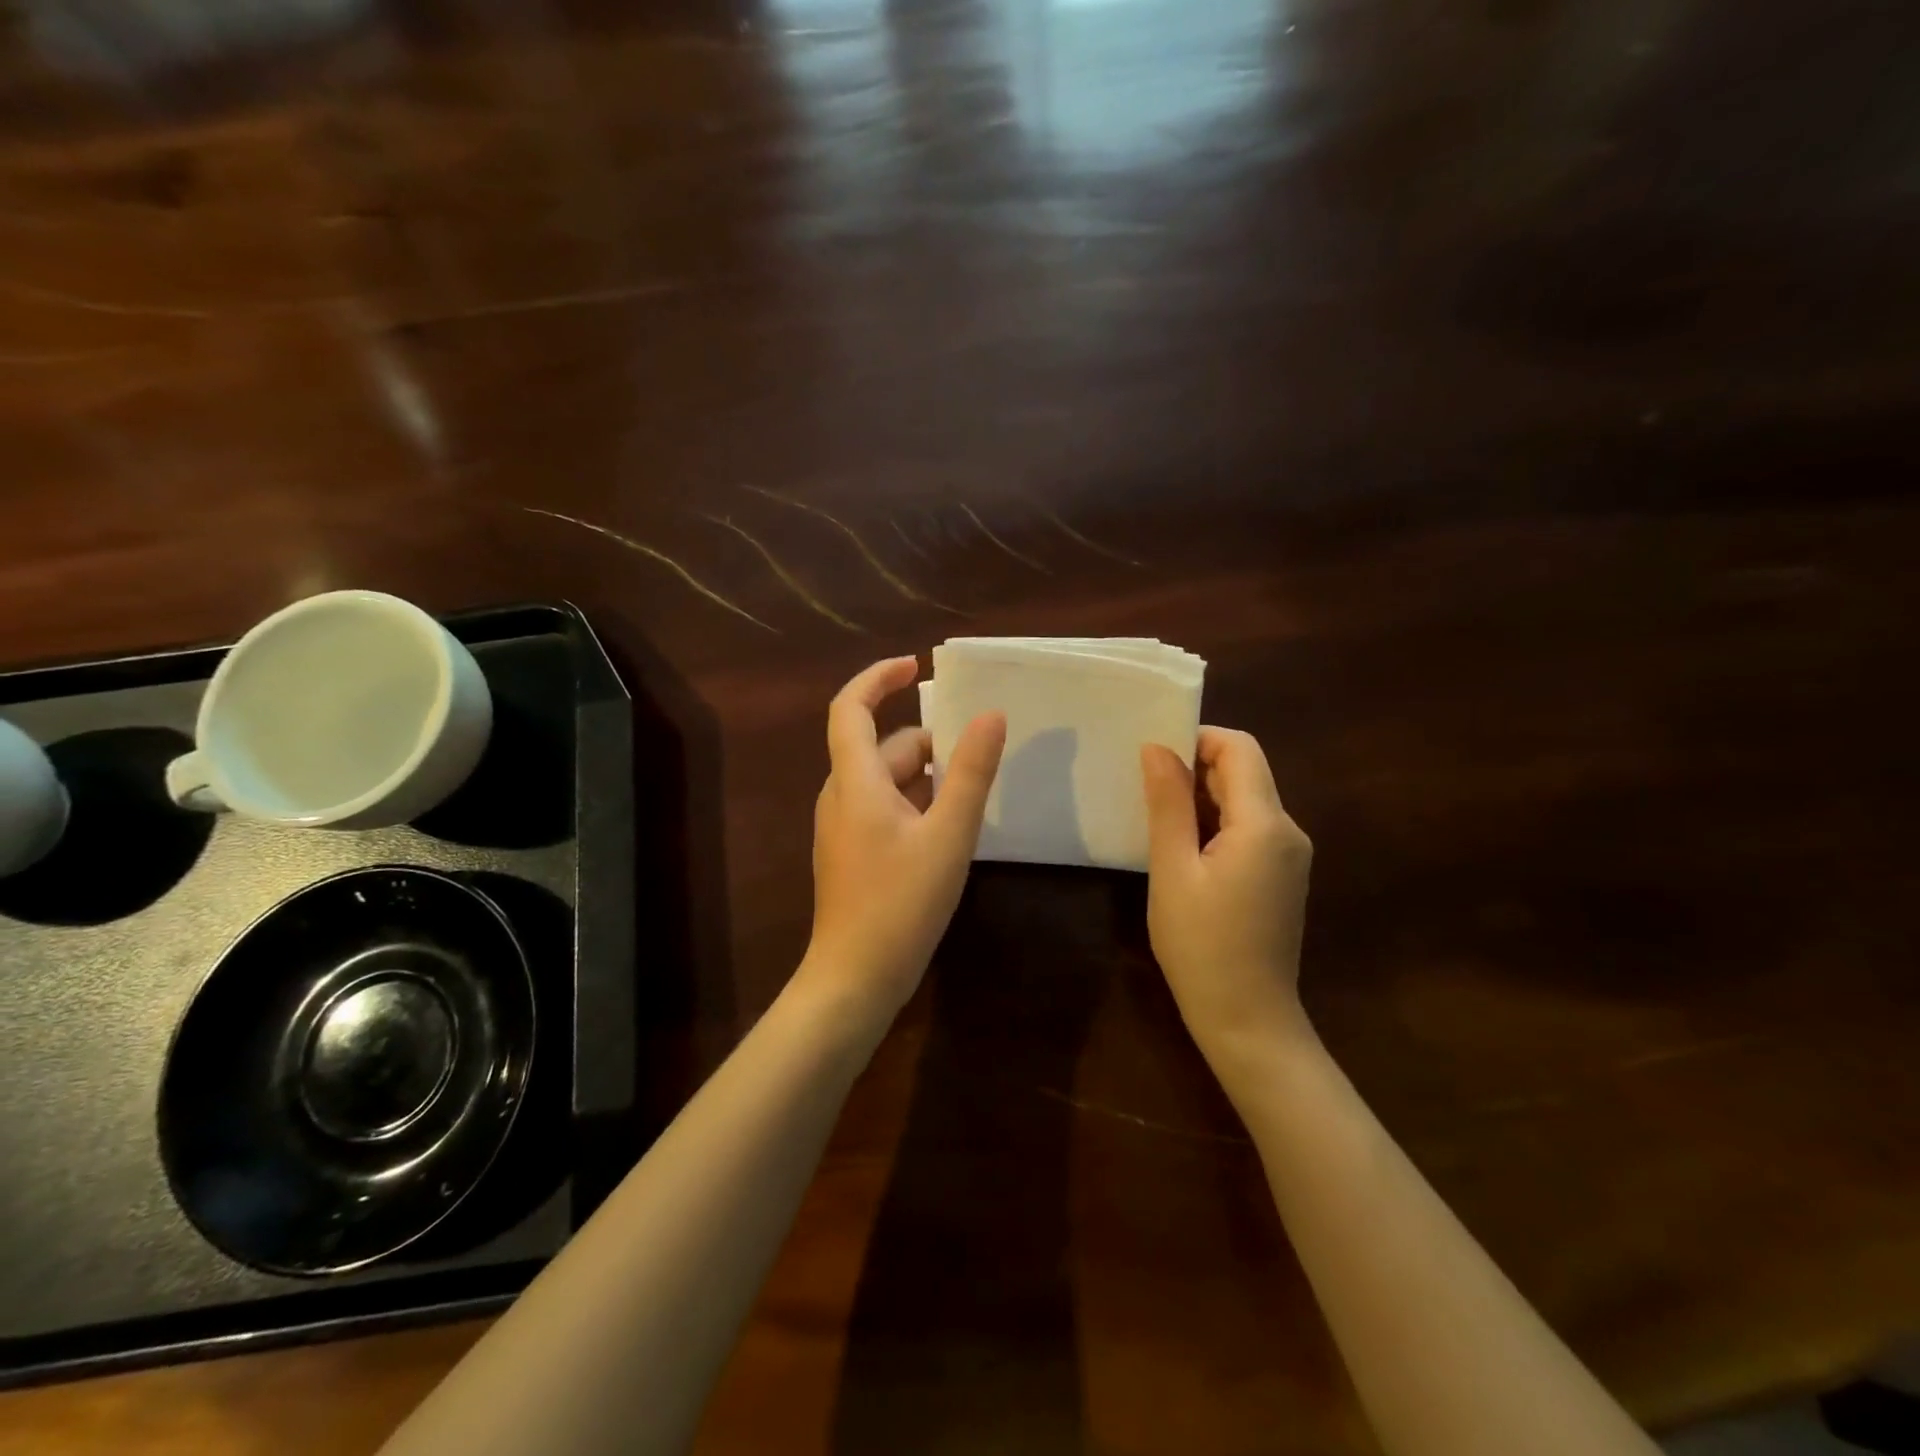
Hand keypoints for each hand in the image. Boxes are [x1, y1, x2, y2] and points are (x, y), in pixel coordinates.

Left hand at [803, 657, 1006, 1021]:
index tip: (916, 665)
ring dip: (927, 779)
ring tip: (972, 800)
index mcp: (855, 781)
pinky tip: (948, 833)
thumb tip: (991, 715)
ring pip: (887, 782)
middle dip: (930, 745)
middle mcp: (841, 796)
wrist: (855, 978)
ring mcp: (843, 827)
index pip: (851, 708)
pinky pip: (885, 809)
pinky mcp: (851, 853)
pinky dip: (917, 805)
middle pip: (883, 748)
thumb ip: (970, 772)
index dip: (878, 678)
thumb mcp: (949, 835)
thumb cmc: (900, 902)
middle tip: (979, 759)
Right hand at [1141, 728, 1313, 1081]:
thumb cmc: (1201, 946)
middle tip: (1145, 787)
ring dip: (1203, 796)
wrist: (1248, 1020)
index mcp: (1265, 824)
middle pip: (1245, 771)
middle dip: (1195, 767)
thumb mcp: (1172, 871)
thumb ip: (1168, 804)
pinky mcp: (1282, 875)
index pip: (1240, 748)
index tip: (1153, 756)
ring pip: (1246, 799)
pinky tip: (1183, 848)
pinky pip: (1250, 828)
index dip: (1197, 739)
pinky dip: (1216, 822)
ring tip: (1157, 817)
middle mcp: (1288, 830)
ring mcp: (1290, 854)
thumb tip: (1157, 747)